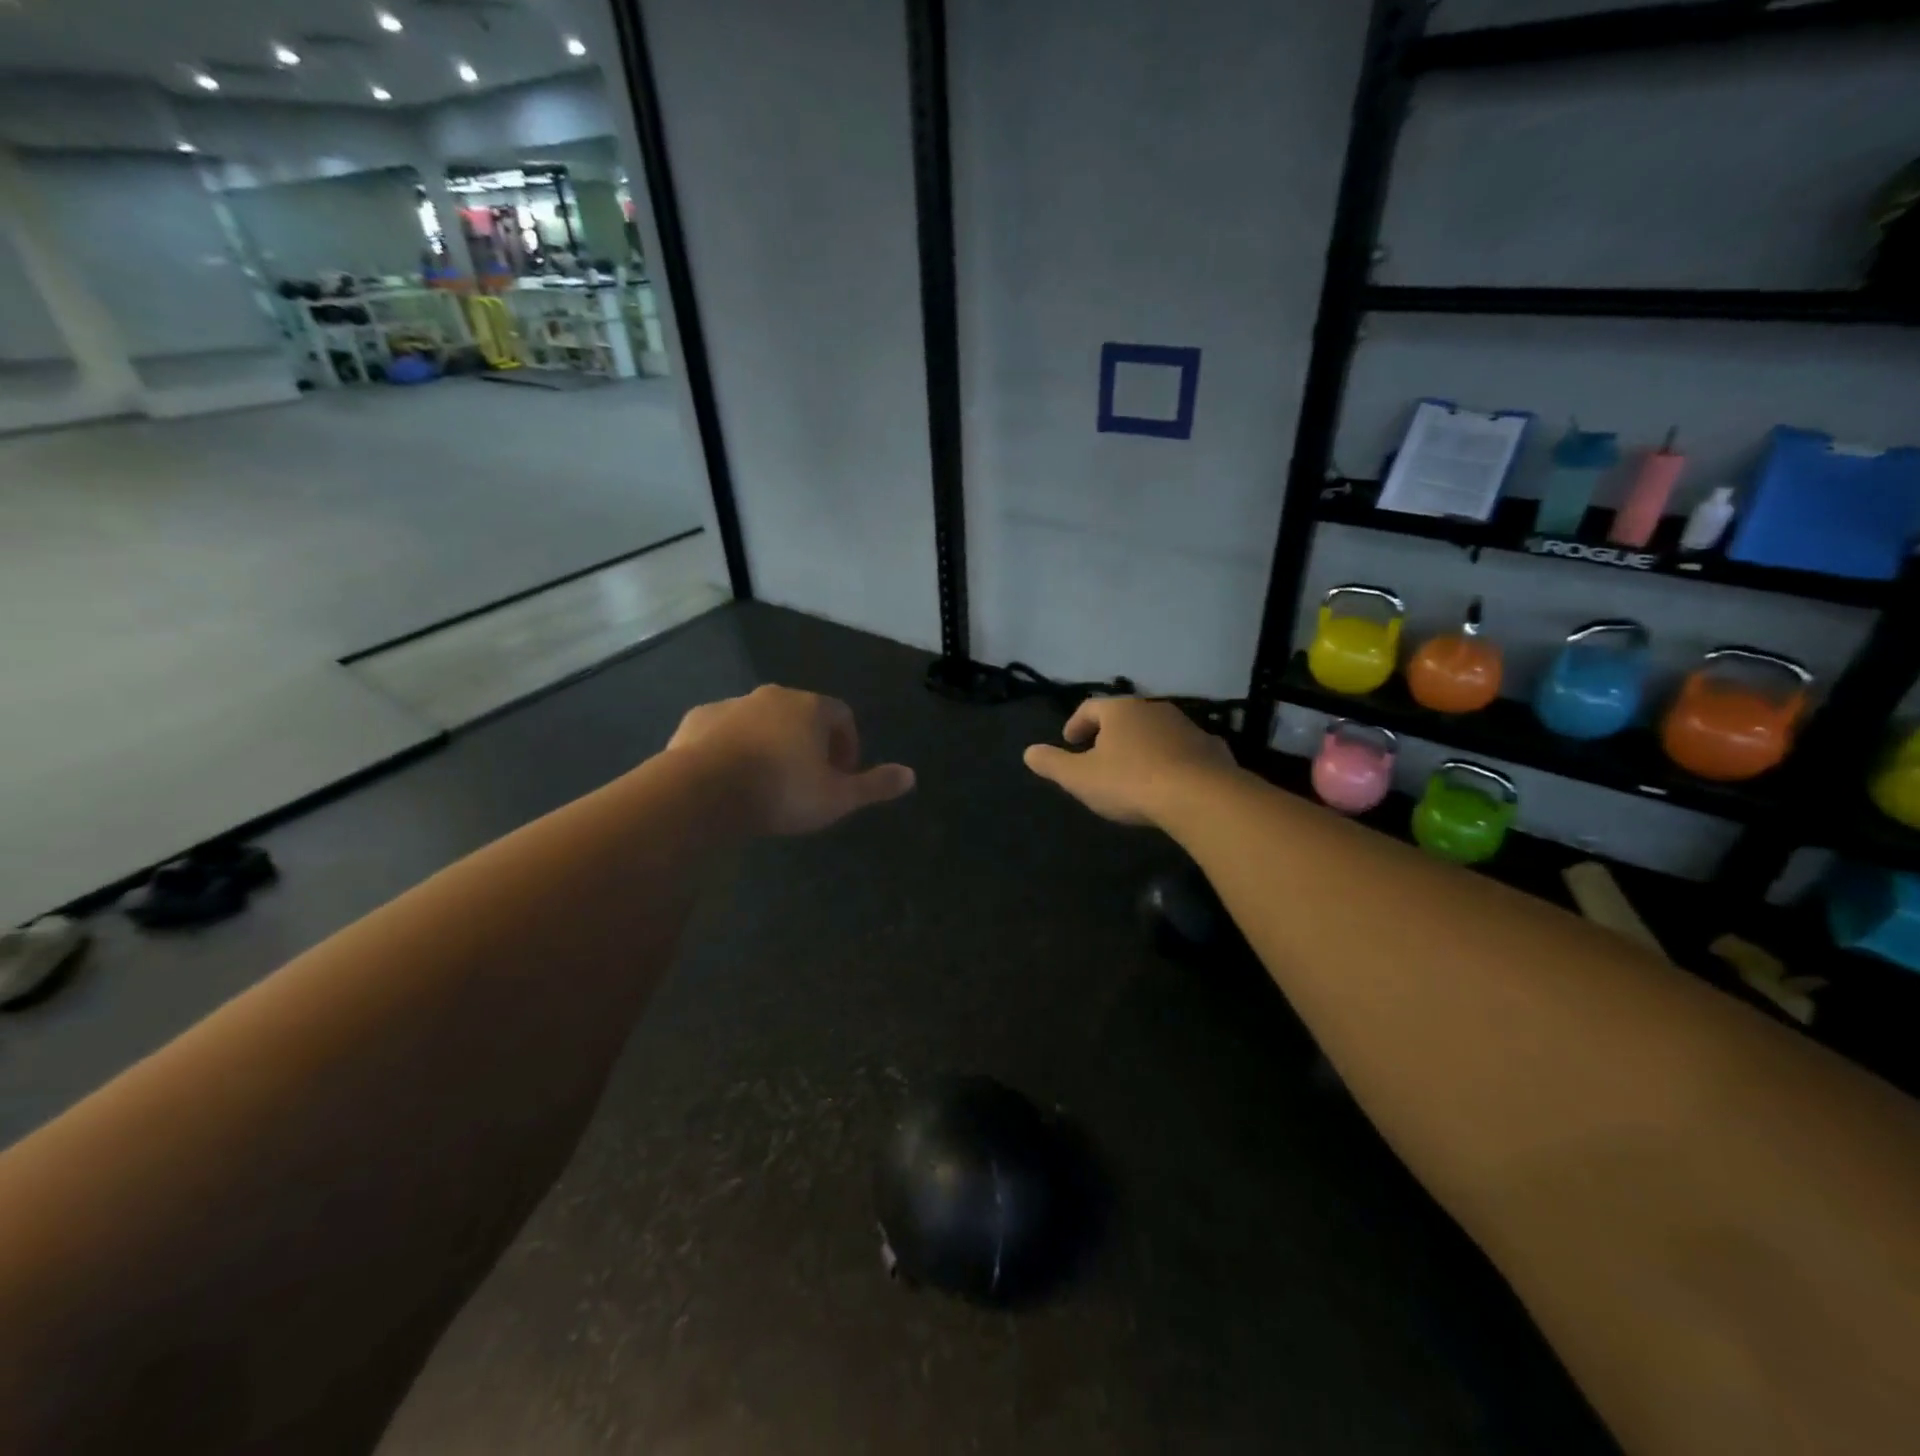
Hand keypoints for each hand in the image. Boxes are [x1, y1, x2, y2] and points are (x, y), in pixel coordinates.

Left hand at [667, 685, 915, 835]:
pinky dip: (733, 747)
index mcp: (810, 708)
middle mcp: (773, 696)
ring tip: (768, 782)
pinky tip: (730, 778)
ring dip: (771, 743)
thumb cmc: (781, 791)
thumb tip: (911, 776)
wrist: (702, 792)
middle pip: (802, 714)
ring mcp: (732, 704)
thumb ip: (875, 785)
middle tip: (808, 780)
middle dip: (810, 743)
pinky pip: (725, 731)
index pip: (842, 716)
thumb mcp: (837, 797)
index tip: (842, 775)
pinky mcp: (697, 720)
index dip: (848, 744)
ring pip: (761, 721)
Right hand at [1024, 697, 1237, 826]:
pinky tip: (1170, 780)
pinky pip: (1184, 749)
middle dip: (1110, 734)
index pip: (1090, 707)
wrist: (1200, 797)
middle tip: (1099, 755)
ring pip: (1156, 731)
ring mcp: (1187, 726)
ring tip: (1133, 770)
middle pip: (1125, 716)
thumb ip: (1052, 763)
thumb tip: (1028, 752)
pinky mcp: (1212, 748)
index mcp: (1120, 711)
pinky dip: (1172, 759)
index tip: (1069, 741)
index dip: (1076, 723)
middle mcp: (1154, 709)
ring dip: (1142, 745)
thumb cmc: (1130, 782)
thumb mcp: (1080, 778)